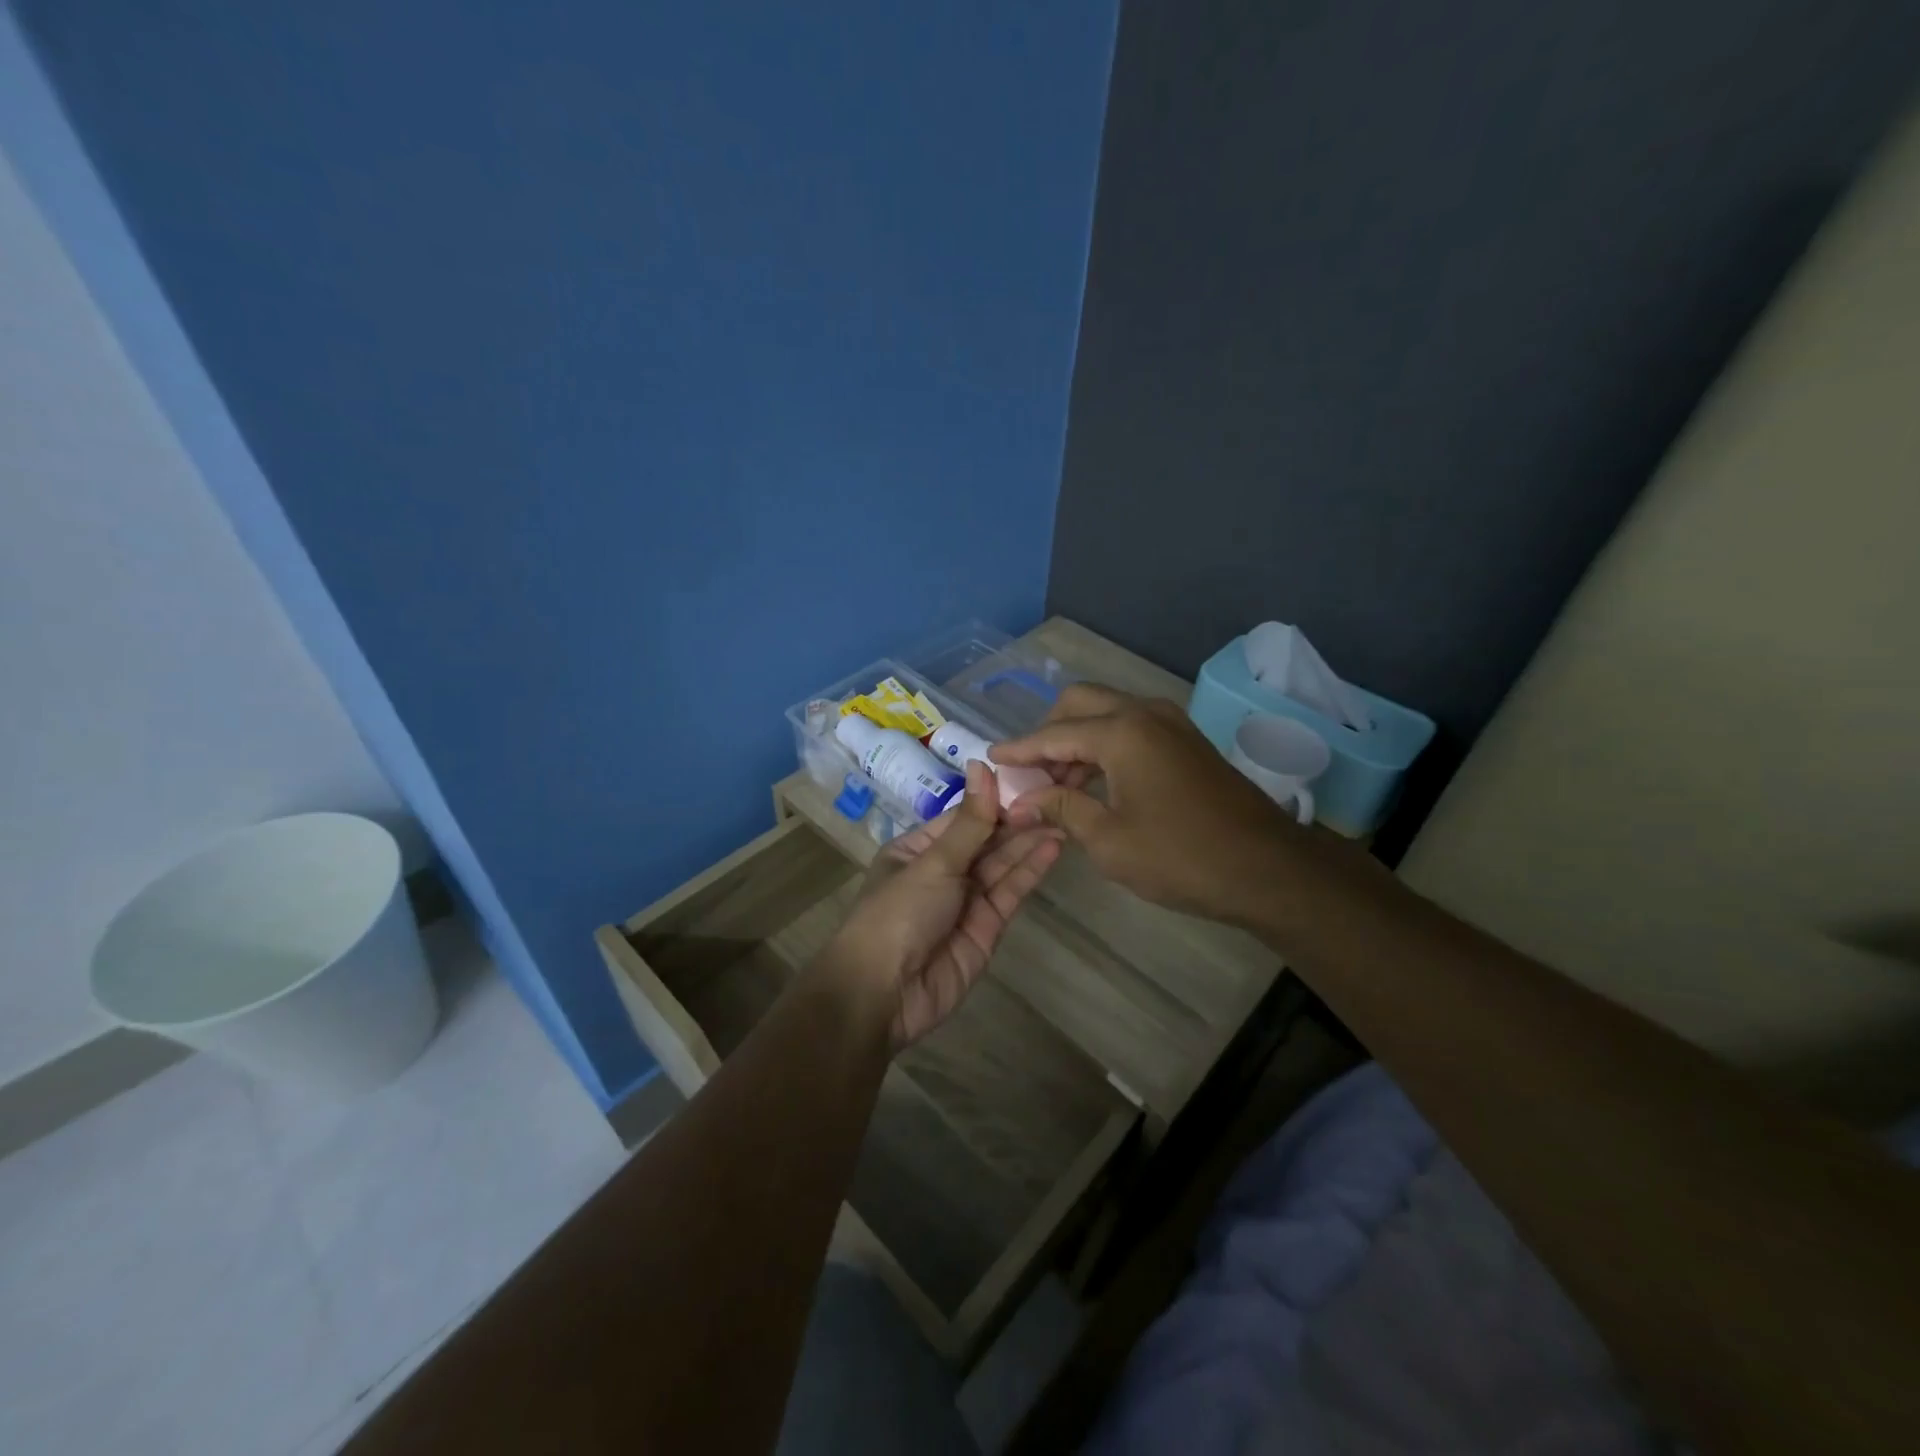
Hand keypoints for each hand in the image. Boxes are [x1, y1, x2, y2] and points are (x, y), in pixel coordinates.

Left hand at [826, 761, 1063, 1048]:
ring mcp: (966, 901)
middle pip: (986, 840)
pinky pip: (1010, 893)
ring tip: (1064, 816)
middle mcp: (943, 871)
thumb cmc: (898, 913)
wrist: (884, 994)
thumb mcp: (933, 862)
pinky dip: (1030, 871)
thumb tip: (982, 765)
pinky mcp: (987, 928)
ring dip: (1030, 842)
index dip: (995, 799)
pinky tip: (1053, 847)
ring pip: (1002, 865)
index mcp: (918, 849)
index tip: (1030, 777)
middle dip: (1018, 821)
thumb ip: (970, 822)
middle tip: (1057, 796)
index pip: (963, 817)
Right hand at [991, 684, 1306, 923]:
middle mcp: (1144, 713)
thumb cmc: (1182, 857)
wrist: (1268, 868)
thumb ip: (1062, 809)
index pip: (1053, 734)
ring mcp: (1171, 723)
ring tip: (1056, 785)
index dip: (1019, 749)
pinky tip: (1094, 782)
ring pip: (1107, 713)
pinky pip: (1131, 727)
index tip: (991, 758)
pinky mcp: (1186, 740)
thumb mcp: (1109, 840)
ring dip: (1077, 740)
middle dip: (1047, 732)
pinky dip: (1105, 745)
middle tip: (1030, 772)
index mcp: (1122, 732)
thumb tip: (1024, 801)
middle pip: (1079, 703)